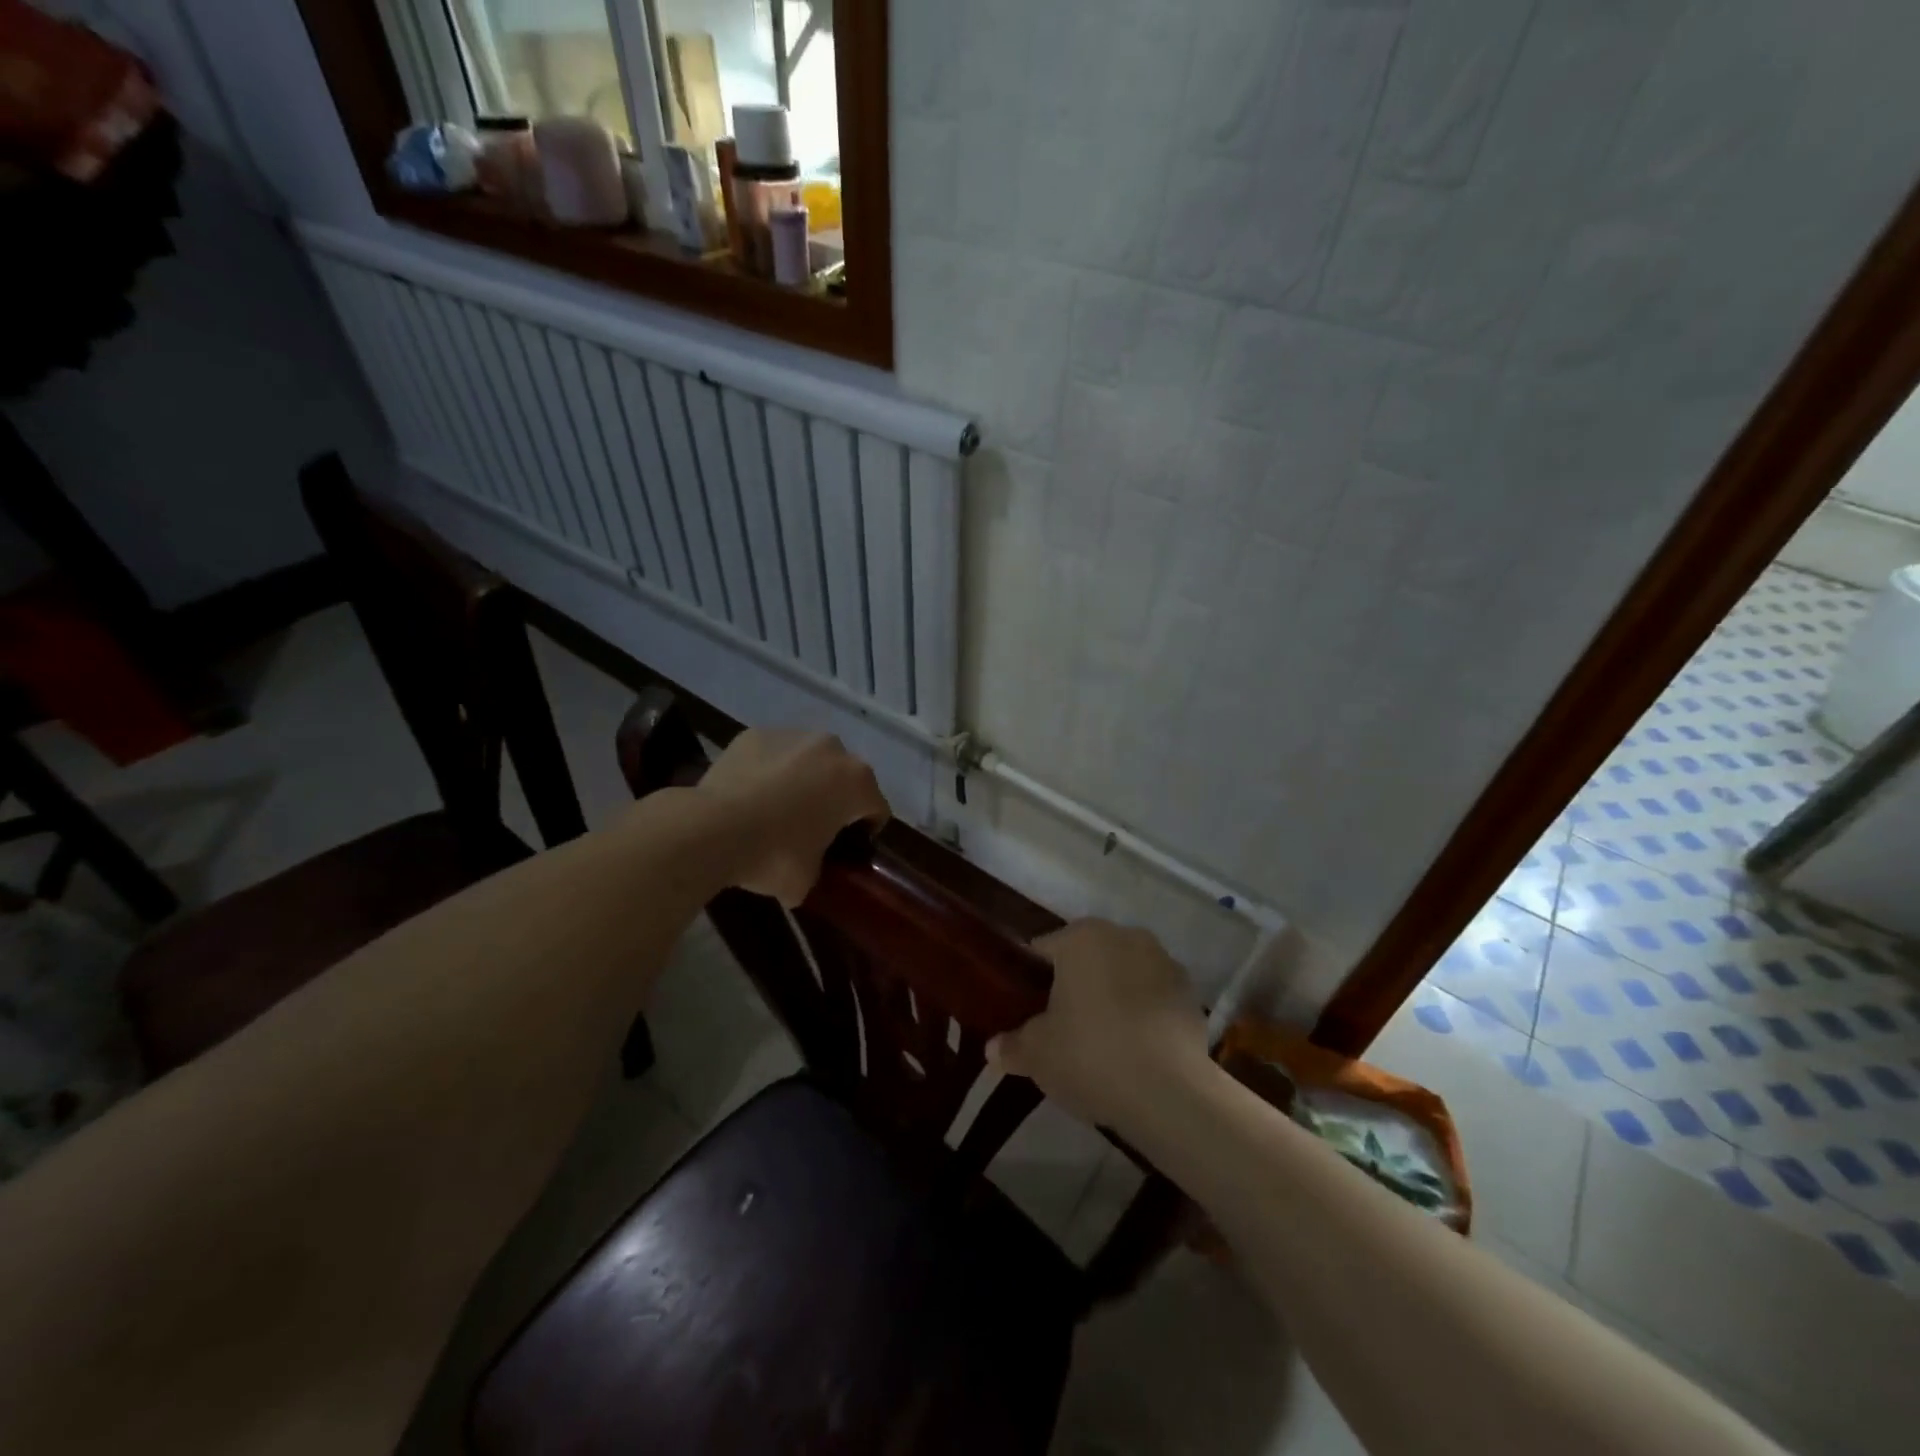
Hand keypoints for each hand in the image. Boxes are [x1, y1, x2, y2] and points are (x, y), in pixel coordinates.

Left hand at [697, 729, 889, 905]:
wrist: (711, 829)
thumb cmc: (773, 855)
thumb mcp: (808, 880)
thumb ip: (821, 867)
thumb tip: (810, 867)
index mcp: (857, 782)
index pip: (876, 809)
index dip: (865, 832)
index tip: (846, 850)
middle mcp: (833, 748)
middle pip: (844, 778)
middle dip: (834, 800)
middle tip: (812, 830)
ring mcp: (792, 735)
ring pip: (809, 760)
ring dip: (803, 780)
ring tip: (776, 809)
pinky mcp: (755, 734)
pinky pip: (774, 755)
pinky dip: (769, 770)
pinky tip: (750, 795)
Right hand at [988, 919, 1208, 1127]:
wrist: (1171, 1093)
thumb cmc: (1091, 1055)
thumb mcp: (1037, 1054)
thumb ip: (1012, 1045)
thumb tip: (992, 1048)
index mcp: (1082, 937)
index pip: (1045, 949)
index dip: (1031, 979)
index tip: (1026, 1010)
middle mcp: (1125, 936)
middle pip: (1088, 958)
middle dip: (1075, 985)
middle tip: (1060, 1027)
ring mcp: (1164, 963)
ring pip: (1124, 975)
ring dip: (1113, 997)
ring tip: (1101, 1042)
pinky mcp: (1191, 995)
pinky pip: (1154, 999)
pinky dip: (1143, 1015)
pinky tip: (1134, 1051)